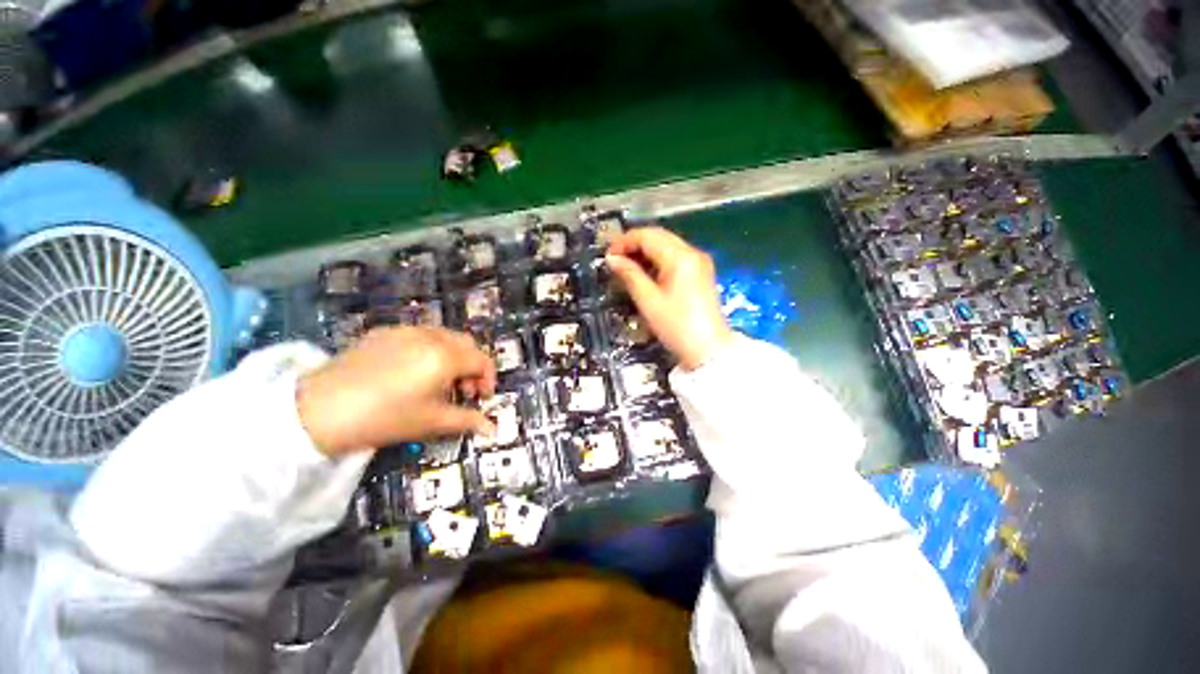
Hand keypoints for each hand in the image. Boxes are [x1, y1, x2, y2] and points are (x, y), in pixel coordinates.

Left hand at [296, 326, 496, 455]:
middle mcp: (432, 336)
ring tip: (438, 380)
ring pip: (445, 336)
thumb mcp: (432, 421)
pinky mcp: (385, 332)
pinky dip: (430, 349)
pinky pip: (420, 335)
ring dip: (453, 356)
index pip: (482, 361)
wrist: (320, 410)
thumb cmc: (385, 417)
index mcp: (446, 356)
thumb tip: (492, 428)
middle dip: (472, 366)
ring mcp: (407, 330)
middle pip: (467, 344)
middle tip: (462, 390)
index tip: (481, 399)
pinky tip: (412, 371)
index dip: (488, 380)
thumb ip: (467, 421)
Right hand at [605, 227, 734, 369]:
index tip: (608, 256)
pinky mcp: (701, 273)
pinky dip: (658, 261)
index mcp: (680, 257)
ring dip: (645, 252)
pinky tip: (645, 273)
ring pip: (667, 246)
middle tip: (614, 260)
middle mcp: (692, 252)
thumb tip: (611, 259)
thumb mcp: (648, 301)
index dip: (624, 242)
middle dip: (634, 244)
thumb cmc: (676, 326)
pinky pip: (675, 257)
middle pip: (659, 237)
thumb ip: (629, 275)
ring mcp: (699, 262)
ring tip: (626, 267)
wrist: (709, 350)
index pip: (648, 236)